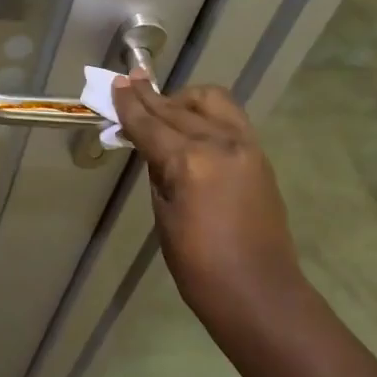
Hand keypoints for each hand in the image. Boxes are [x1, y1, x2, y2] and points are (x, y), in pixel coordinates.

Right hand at [110, 76, 300, 313]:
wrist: (260, 294)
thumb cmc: (200, 267)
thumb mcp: (164, 217)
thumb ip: (158, 172)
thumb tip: (152, 147)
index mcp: (189, 162)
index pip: (150, 125)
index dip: (129, 105)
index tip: (116, 83)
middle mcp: (218, 143)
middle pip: (176, 109)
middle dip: (150, 97)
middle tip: (130, 83)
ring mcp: (244, 145)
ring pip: (210, 101)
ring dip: (183, 99)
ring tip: (165, 107)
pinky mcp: (259, 154)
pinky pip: (229, 117)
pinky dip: (207, 112)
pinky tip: (193, 122)